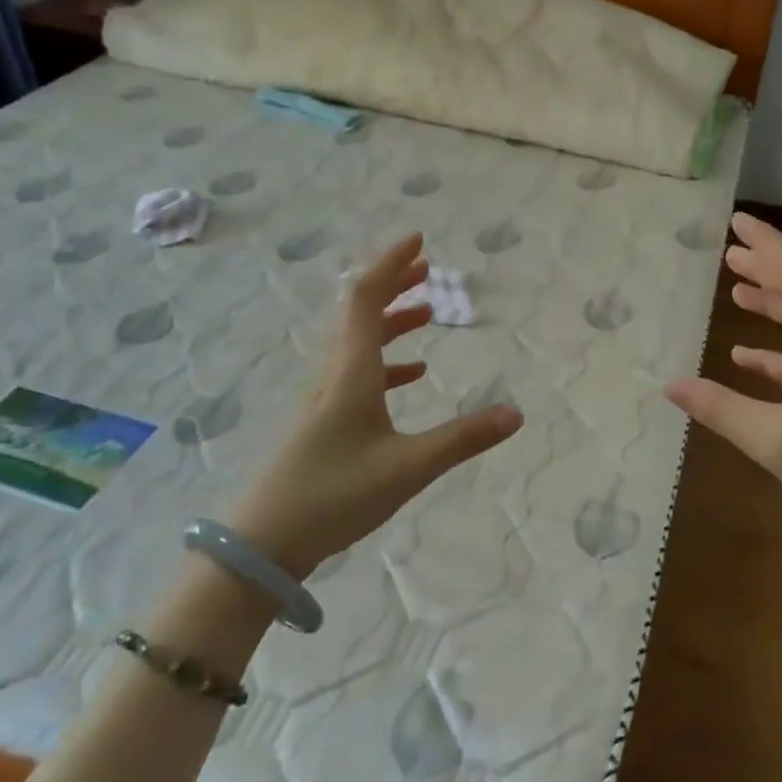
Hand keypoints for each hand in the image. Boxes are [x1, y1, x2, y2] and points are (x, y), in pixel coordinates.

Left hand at [229, 233, 522, 576]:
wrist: (264, 541)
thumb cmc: (335, 494)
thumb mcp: (409, 466)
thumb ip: (463, 439)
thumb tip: (517, 413)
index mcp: (351, 371)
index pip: (367, 298)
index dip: (392, 264)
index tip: (418, 240)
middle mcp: (334, 374)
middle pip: (360, 312)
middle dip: (394, 284)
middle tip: (427, 267)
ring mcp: (324, 398)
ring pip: (359, 342)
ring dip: (392, 321)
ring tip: (427, 312)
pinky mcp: (323, 422)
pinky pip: (358, 374)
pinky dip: (387, 362)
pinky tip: (411, 375)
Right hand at [665, 213, 781, 559]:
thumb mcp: (772, 440)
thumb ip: (720, 409)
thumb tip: (668, 385)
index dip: (767, 244)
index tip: (738, 222)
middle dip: (767, 269)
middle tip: (730, 254)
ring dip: (773, 306)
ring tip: (737, 293)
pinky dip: (780, 352)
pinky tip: (749, 359)